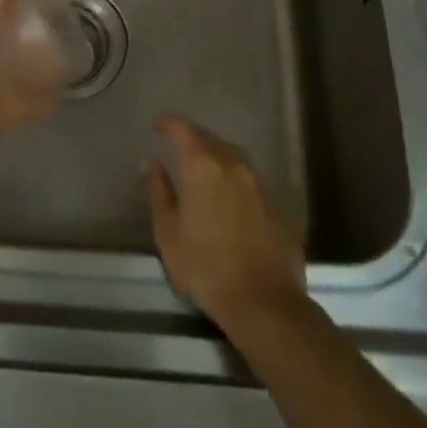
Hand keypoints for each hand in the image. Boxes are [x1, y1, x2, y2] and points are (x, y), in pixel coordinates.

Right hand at [144, 117, 306, 329]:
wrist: (265, 303)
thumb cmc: (206, 268)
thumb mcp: (169, 233)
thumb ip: (159, 192)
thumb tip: (150, 163)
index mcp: (203, 166)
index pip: (184, 129)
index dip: (169, 124)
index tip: (157, 127)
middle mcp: (234, 165)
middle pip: (210, 138)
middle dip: (193, 138)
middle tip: (178, 148)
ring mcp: (259, 183)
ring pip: (233, 156)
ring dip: (216, 156)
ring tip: (203, 169)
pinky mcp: (276, 205)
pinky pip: (249, 179)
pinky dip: (234, 179)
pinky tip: (228, 198)